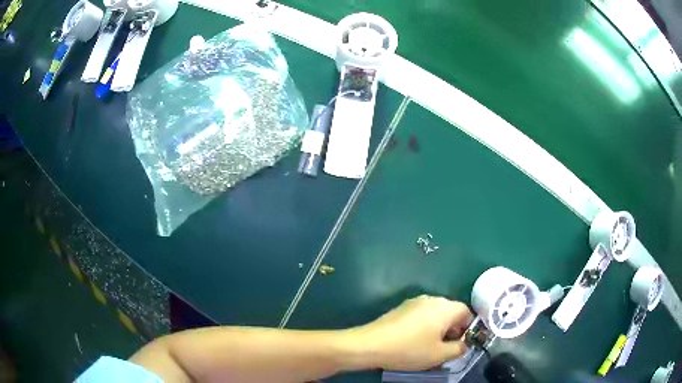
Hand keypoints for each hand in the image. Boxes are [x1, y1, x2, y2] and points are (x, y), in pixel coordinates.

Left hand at [353, 295, 472, 370]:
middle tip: (445, 350)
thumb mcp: (440, 355)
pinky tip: (414, 342)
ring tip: (429, 348)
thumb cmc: (409, 349)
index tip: (459, 345)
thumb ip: (459, 349)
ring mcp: (415, 302)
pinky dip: (424, 327)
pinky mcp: (402, 308)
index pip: (467, 313)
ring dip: (438, 330)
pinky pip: (421, 316)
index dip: (467, 330)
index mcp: (445, 307)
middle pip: (451, 313)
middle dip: (452, 331)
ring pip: (436, 315)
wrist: (371, 344)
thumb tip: (463, 344)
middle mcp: (432, 299)